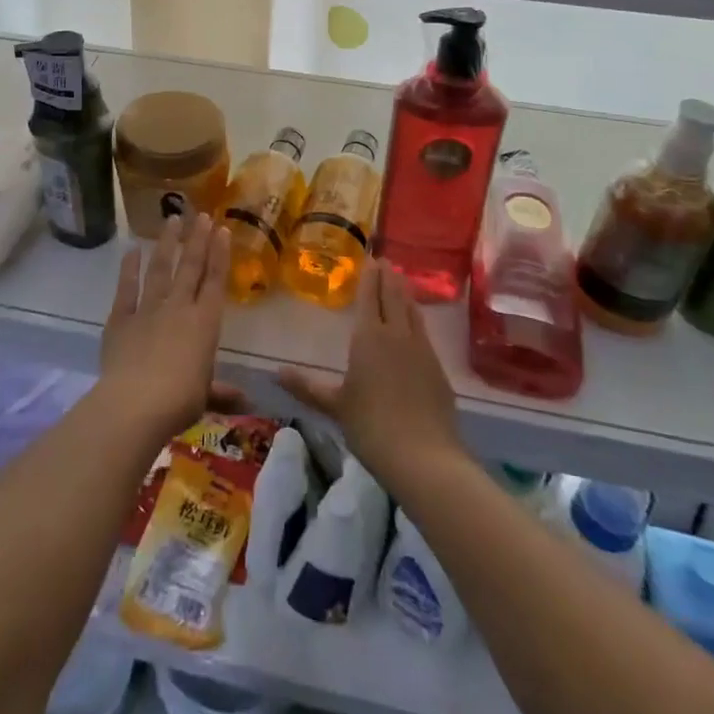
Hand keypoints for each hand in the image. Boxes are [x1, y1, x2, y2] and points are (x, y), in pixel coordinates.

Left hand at [98, 213, 232, 439]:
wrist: (136, 403)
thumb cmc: (179, 401)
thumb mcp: (205, 396)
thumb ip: (222, 392)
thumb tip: (247, 402)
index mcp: (205, 323)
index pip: (216, 281)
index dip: (220, 254)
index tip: (222, 229)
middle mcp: (179, 308)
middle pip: (190, 267)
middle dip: (197, 239)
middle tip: (201, 214)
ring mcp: (148, 309)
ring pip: (160, 269)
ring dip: (167, 243)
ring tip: (172, 219)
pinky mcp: (121, 318)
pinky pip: (126, 288)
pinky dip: (129, 268)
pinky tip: (131, 250)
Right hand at [276, 260, 461, 490]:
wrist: (424, 457)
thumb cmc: (371, 426)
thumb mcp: (335, 406)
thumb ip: (307, 387)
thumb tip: (276, 372)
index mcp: (369, 337)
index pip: (371, 297)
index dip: (370, 276)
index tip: (371, 257)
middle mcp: (397, 334)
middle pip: (393, 297)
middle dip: (388, 277)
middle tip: (385, 260)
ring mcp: (421, 350)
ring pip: (412, 311)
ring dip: (405, 293)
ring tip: (401, 280)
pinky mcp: (437, 368)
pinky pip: (423, 332)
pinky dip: (417, 318)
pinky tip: (416, 323)